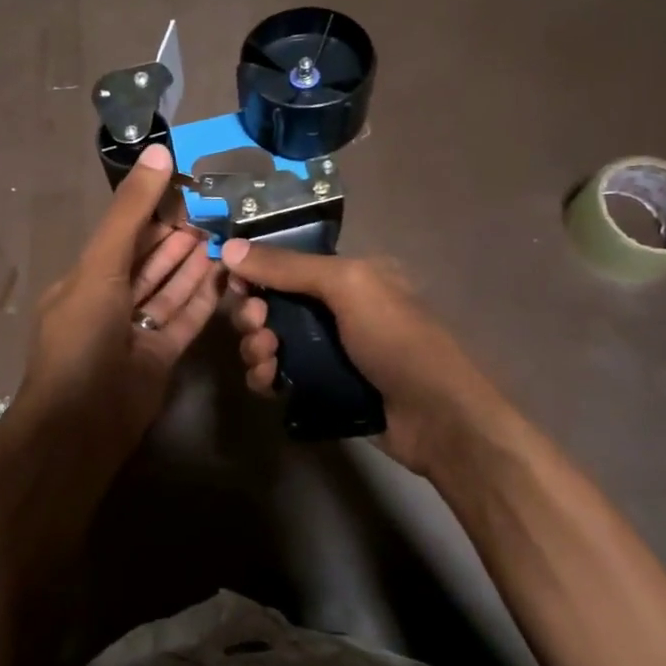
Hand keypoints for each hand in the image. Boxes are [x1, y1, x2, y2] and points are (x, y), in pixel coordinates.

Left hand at [12, 144, 222, 452]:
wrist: (82, 425)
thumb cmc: (83, 339)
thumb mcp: (100, 268)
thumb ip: (130, 213)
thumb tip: (158, 153)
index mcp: (85, 280)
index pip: (123, 236)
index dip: (153, 212)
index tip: (187, 190)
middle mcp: (109, 303)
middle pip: (148, 262)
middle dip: (177, 238)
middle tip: (215, 213)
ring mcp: (135, 332)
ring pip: (168, 290)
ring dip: (193, 265)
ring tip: (224, 238)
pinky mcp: (160, 356)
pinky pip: (184, 320)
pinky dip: (203, 298)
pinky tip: (225, 275)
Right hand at [221, 240, 514, 478]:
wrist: (436, 417)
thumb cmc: (397, 339)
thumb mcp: (348, 287)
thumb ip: (288, 267)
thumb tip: (229, 248)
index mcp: (346, 275)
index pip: (286, 263)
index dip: (255, 270)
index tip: (234, 282)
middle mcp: (333, 308)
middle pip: (271, 302)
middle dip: (252, 312)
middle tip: (257, 325)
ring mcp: (325, 350)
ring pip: (268, 340)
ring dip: (255, 345)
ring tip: (266, 356)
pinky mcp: (318, 387)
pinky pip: (276, 375)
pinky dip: (265, 376)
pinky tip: (269, 382)